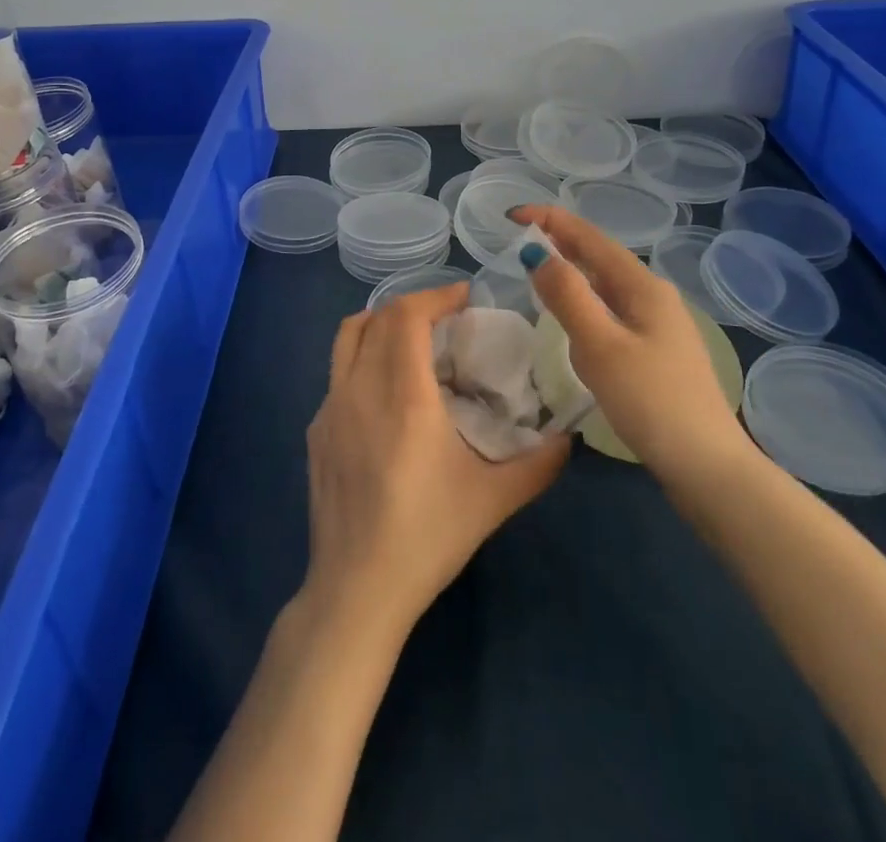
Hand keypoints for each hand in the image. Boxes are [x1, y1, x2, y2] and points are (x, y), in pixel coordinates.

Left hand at [304, 283, 569, 639]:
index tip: (464, 296)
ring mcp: (330, 408)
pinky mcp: (316, 430)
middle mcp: (360, 389)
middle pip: (377, 318)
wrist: (356, 591)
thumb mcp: (493, 500)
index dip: (435, 295)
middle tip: (446, 319)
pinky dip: (363, 358)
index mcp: (403, 396)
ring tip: (412, 340)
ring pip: (347, 338)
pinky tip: (386, 394)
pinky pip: (337, 373)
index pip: (407, 316)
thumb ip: (538, 464)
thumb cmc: (427, 539)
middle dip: (413, 306)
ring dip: (379, 323)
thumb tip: (569, 437)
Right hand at [513, 205, 758, 480]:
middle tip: (519, 241)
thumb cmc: (650, 401)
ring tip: (539, 271)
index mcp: (642, 286)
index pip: (590, 238)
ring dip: (573, 272)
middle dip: (561, 242)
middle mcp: (654, 296)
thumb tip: (537, 252)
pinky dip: (585, 302)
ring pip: (606, 286)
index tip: (511, 215)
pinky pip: (612, 311)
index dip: (551, 220)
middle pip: (600, 257)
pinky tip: (574, 321)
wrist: (708, 466)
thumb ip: (568, 297)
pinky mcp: (657, 352)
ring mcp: (660, 325)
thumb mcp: (600, 346)